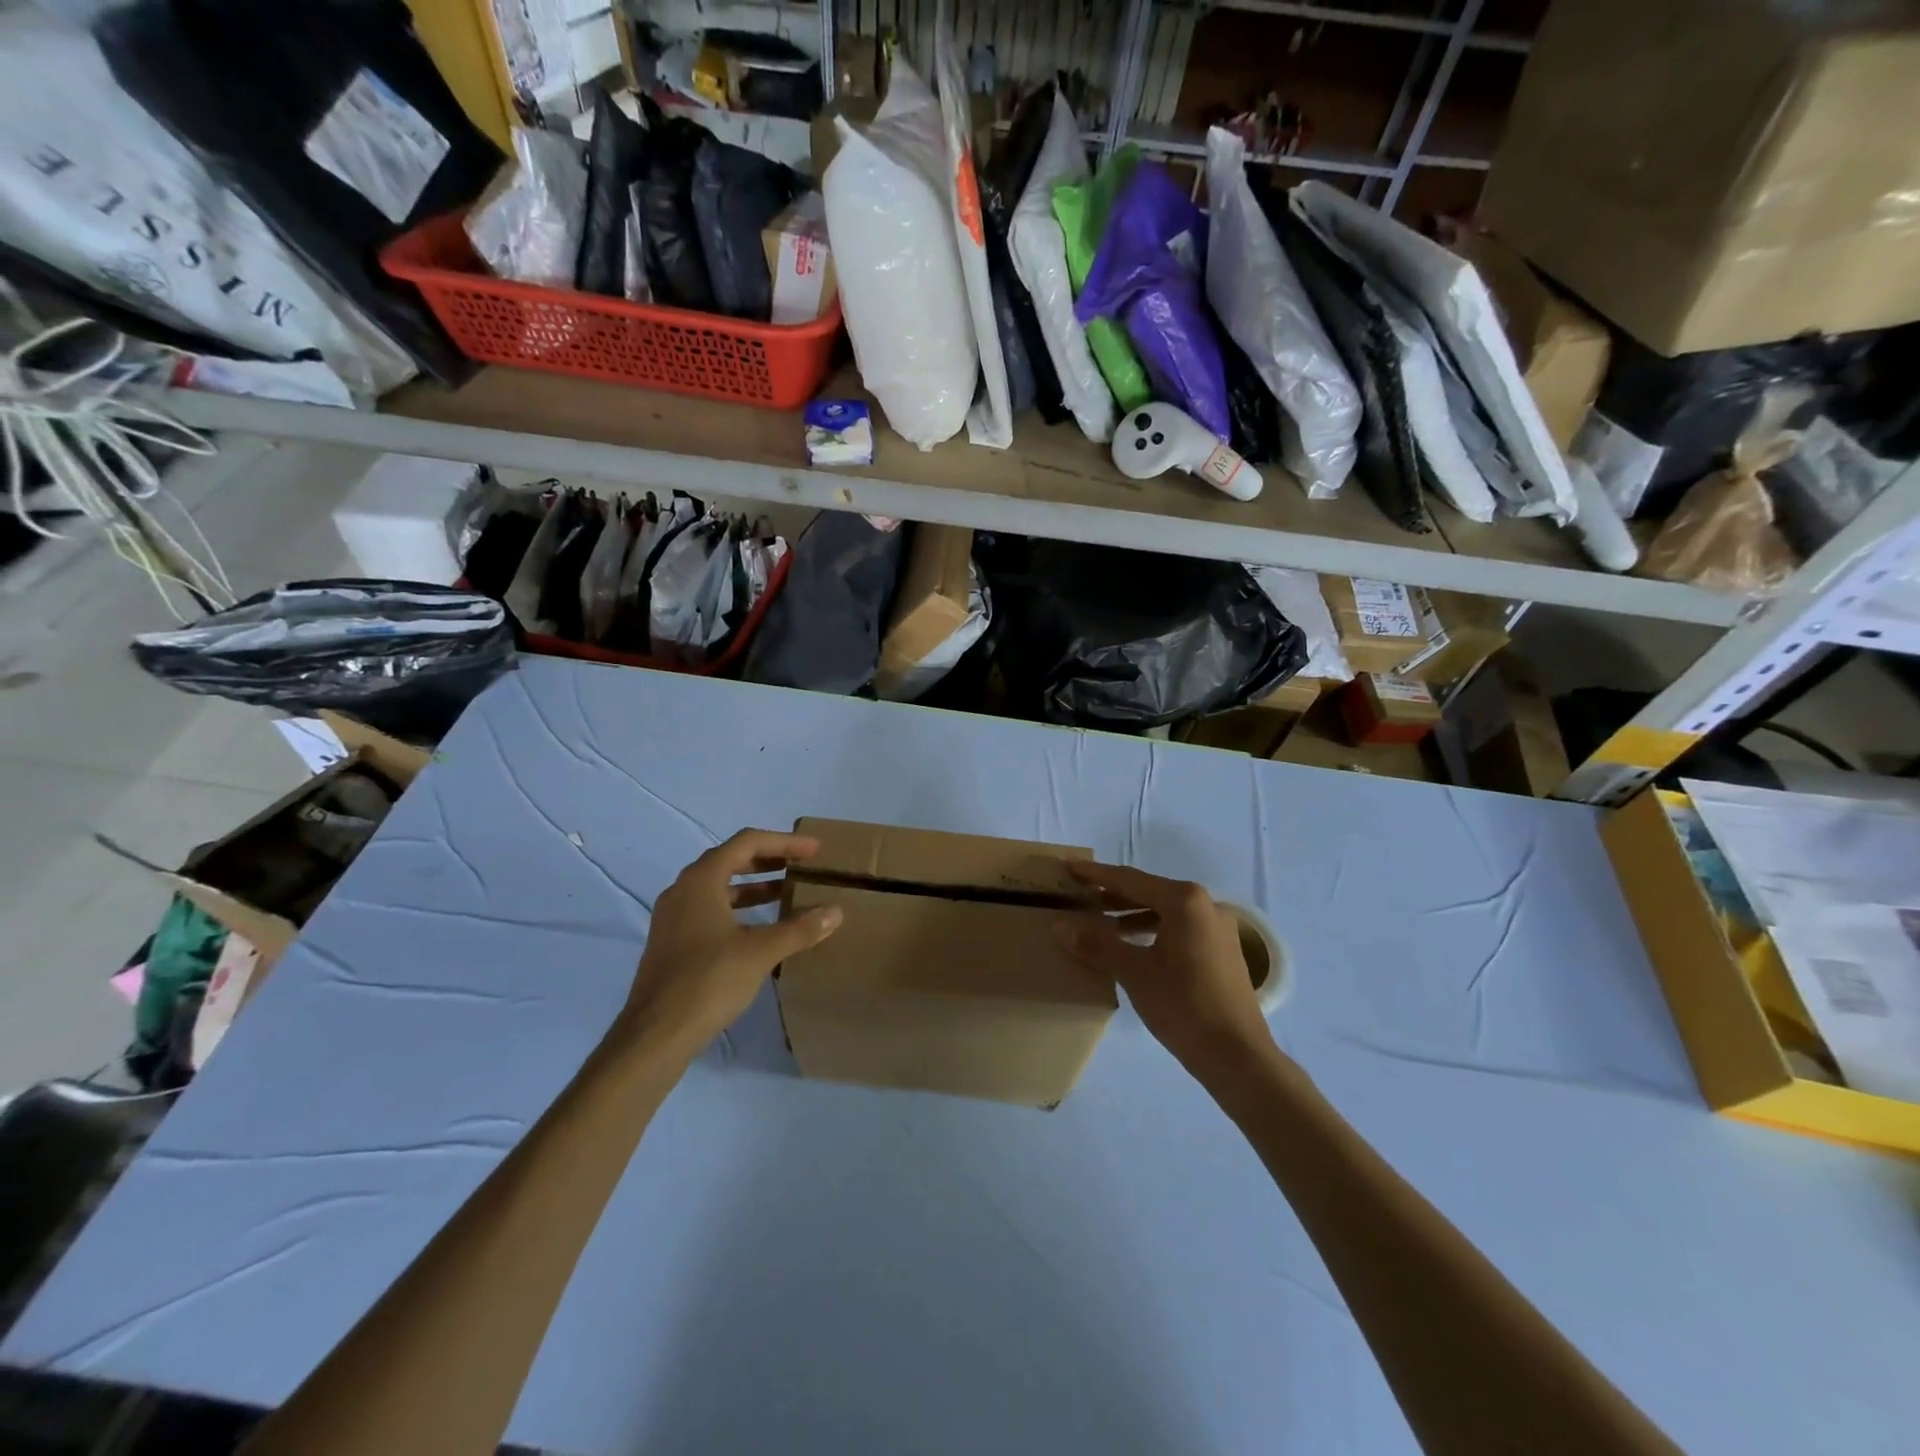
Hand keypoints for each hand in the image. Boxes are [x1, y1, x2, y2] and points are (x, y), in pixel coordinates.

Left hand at [628, 829, 842, 1047]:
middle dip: (770, 860)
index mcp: (701, 880)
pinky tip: (761, 928)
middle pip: (731, 860)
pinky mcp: (673, 943)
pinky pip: (711, 911)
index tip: (815, 851)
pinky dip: (740, 909)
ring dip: (755, 886)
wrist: (655, 1036)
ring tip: (788, 893)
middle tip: (803, 866)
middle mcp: (683, 890)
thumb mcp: (761, 952)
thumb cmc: (708, 981)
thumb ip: (799, 929)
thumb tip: (835, 912)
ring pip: (720, 888)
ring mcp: (674, 918)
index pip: (747, 842)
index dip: (785, 842)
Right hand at [1055, 861, 1273, 1073]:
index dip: (1096, 875)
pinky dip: (1152, 931)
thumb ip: (1097, 943)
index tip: (1070, 867)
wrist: (1237, 1056)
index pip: (1131, 880)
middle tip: (1080, 895)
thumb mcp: (1134, 972)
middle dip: (1113, 895)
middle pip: (1150, 892)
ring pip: (1165, 912)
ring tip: (1099, 924)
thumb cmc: (1183, 1005)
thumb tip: (1059, 926)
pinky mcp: (1222, 950)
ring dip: (1132, 915)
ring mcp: (1218, 928)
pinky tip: (1132, 946)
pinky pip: (1179, 928)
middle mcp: (1206, 905)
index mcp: (1185, 900)